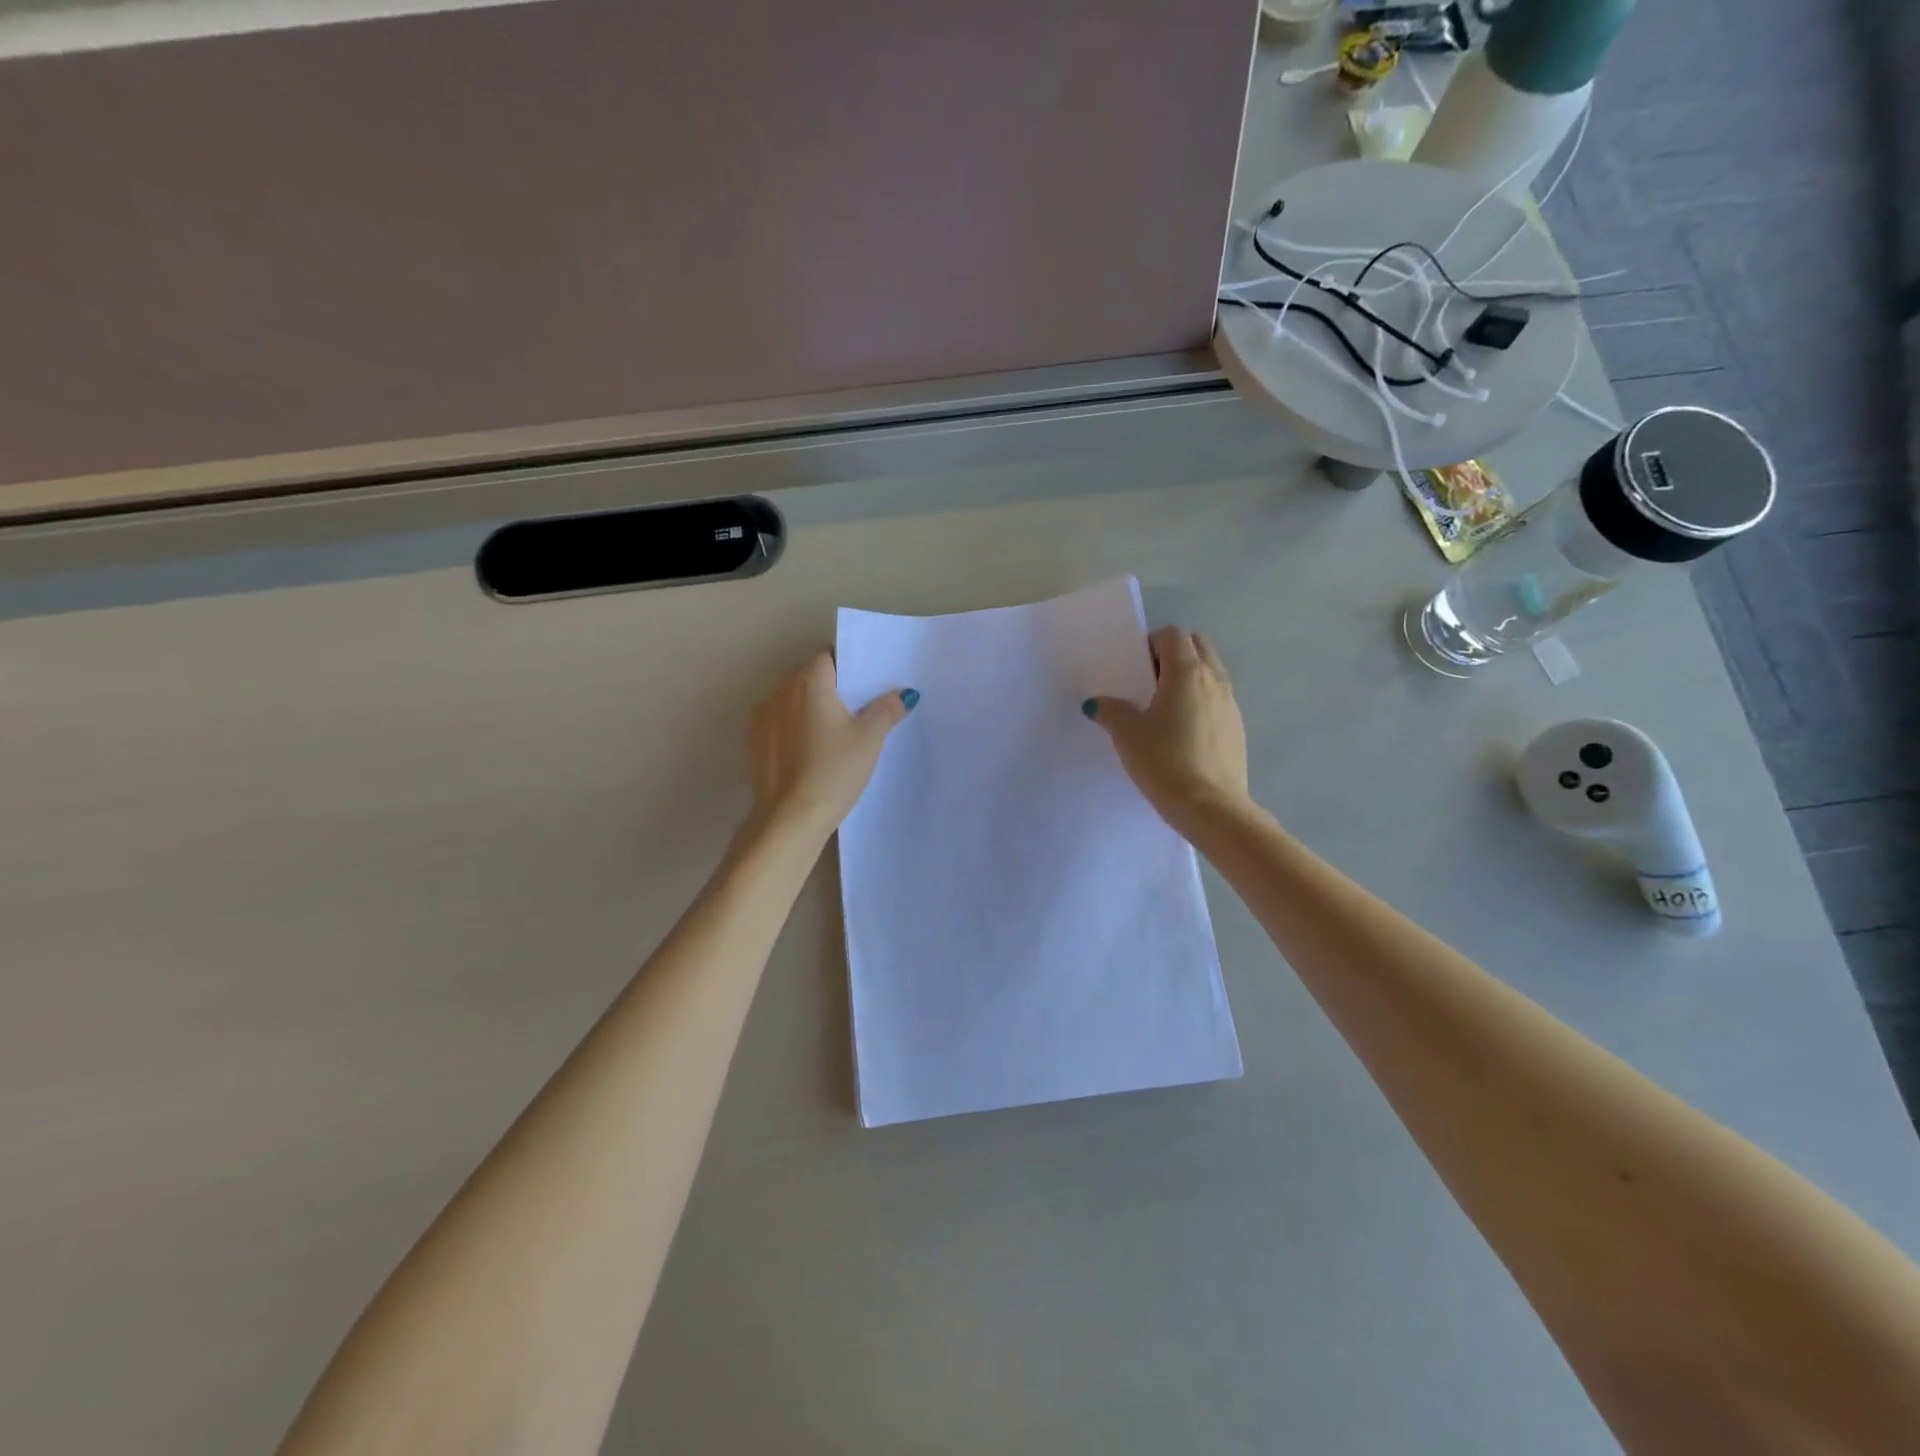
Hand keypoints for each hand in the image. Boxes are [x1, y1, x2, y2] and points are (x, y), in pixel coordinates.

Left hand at [746, 650, 915, 841]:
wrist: (790, 818)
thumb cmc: (834, 771)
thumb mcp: (870, 739)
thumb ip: (887, 710)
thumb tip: (904, 694)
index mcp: (809, 682)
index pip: (827, 657)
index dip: (847, 667)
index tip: (864, 685)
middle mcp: (779, 691)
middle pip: (807, 677)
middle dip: (829, 687)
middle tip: (855, 710)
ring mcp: (761, 717)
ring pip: (790, 701)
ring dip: (808, 708)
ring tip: (831, 734)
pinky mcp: (753, 743)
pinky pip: (777, 724)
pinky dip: (792, 729)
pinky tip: (808, 752)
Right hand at [1085, 626, 1250, 831]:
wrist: (1212, 808)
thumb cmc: (1165, 761)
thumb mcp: (1127, 735)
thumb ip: (1110, 711)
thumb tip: (1097, 703)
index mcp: (1187, 672)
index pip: (1172, 635)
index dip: (1151, 644)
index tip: (1134, 668)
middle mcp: (1214, 680)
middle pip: (1197, 646)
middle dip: (1173, 654)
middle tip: (1148, 683)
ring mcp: (1230, 704)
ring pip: (1210, 673)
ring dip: (1188, 679)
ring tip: (1163, 710)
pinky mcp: (1237, 729)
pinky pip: (1217, 700)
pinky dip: (1200, 703)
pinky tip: (1182, 735)